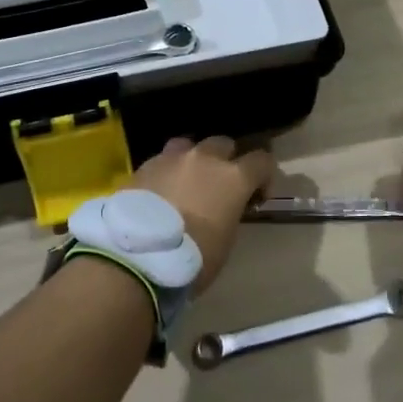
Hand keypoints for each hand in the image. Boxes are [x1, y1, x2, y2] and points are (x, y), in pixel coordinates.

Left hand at [130, 136, 274, 294]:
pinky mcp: (144, 166)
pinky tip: (159, 192)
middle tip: (218, 187)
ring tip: (186, 182)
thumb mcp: (225, 240)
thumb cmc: (193, 257)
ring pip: (189, 145)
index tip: (255, 197)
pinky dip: (166, 172)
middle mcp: (205, 158)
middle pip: (223, 144)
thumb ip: (229, 213)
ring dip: (193, 160)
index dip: (263, 177)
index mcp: (233, 177)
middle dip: (226, 161)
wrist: (139, 254)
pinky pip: (162, 160)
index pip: (262, 160)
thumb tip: (223, 209)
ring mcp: (172, 158)